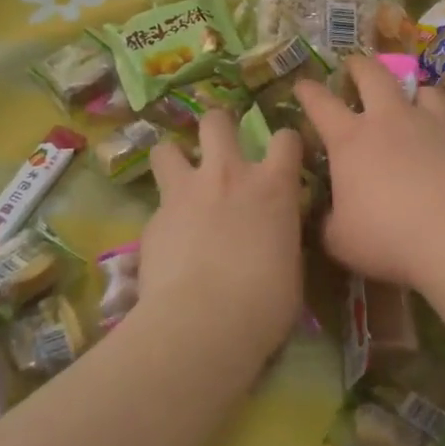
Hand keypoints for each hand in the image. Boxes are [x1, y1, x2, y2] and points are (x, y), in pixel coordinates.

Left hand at [138, 110, 306, 347]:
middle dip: (217, 126)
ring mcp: (185, 193)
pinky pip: (157, 203)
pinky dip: (163, 215)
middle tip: (218, 146)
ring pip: (167, 148)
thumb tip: (275, 234)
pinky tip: (167, 241)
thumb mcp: (291, 265)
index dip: (285, 144)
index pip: (286, 139)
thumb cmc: (265, 302)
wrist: (203, 322)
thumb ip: (281, 235)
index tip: (282, 156)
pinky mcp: (153, 218)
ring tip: (178, 177)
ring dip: (174, 158)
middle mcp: (228, 175)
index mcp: (272, 187)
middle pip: (216, 122)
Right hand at [294, 57, 444, 289]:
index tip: (302, 84)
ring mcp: (434, 122)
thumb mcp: (341, 241)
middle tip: (354, 65)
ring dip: (414, 91)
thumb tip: (325, 216)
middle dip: (359, 66)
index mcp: (351, 141)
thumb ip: (328, 222)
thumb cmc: (390, 239)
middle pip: (373, 75)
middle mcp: (391, 120)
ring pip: (423, 88)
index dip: (308, 91)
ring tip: (414, 98)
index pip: (320, 105)